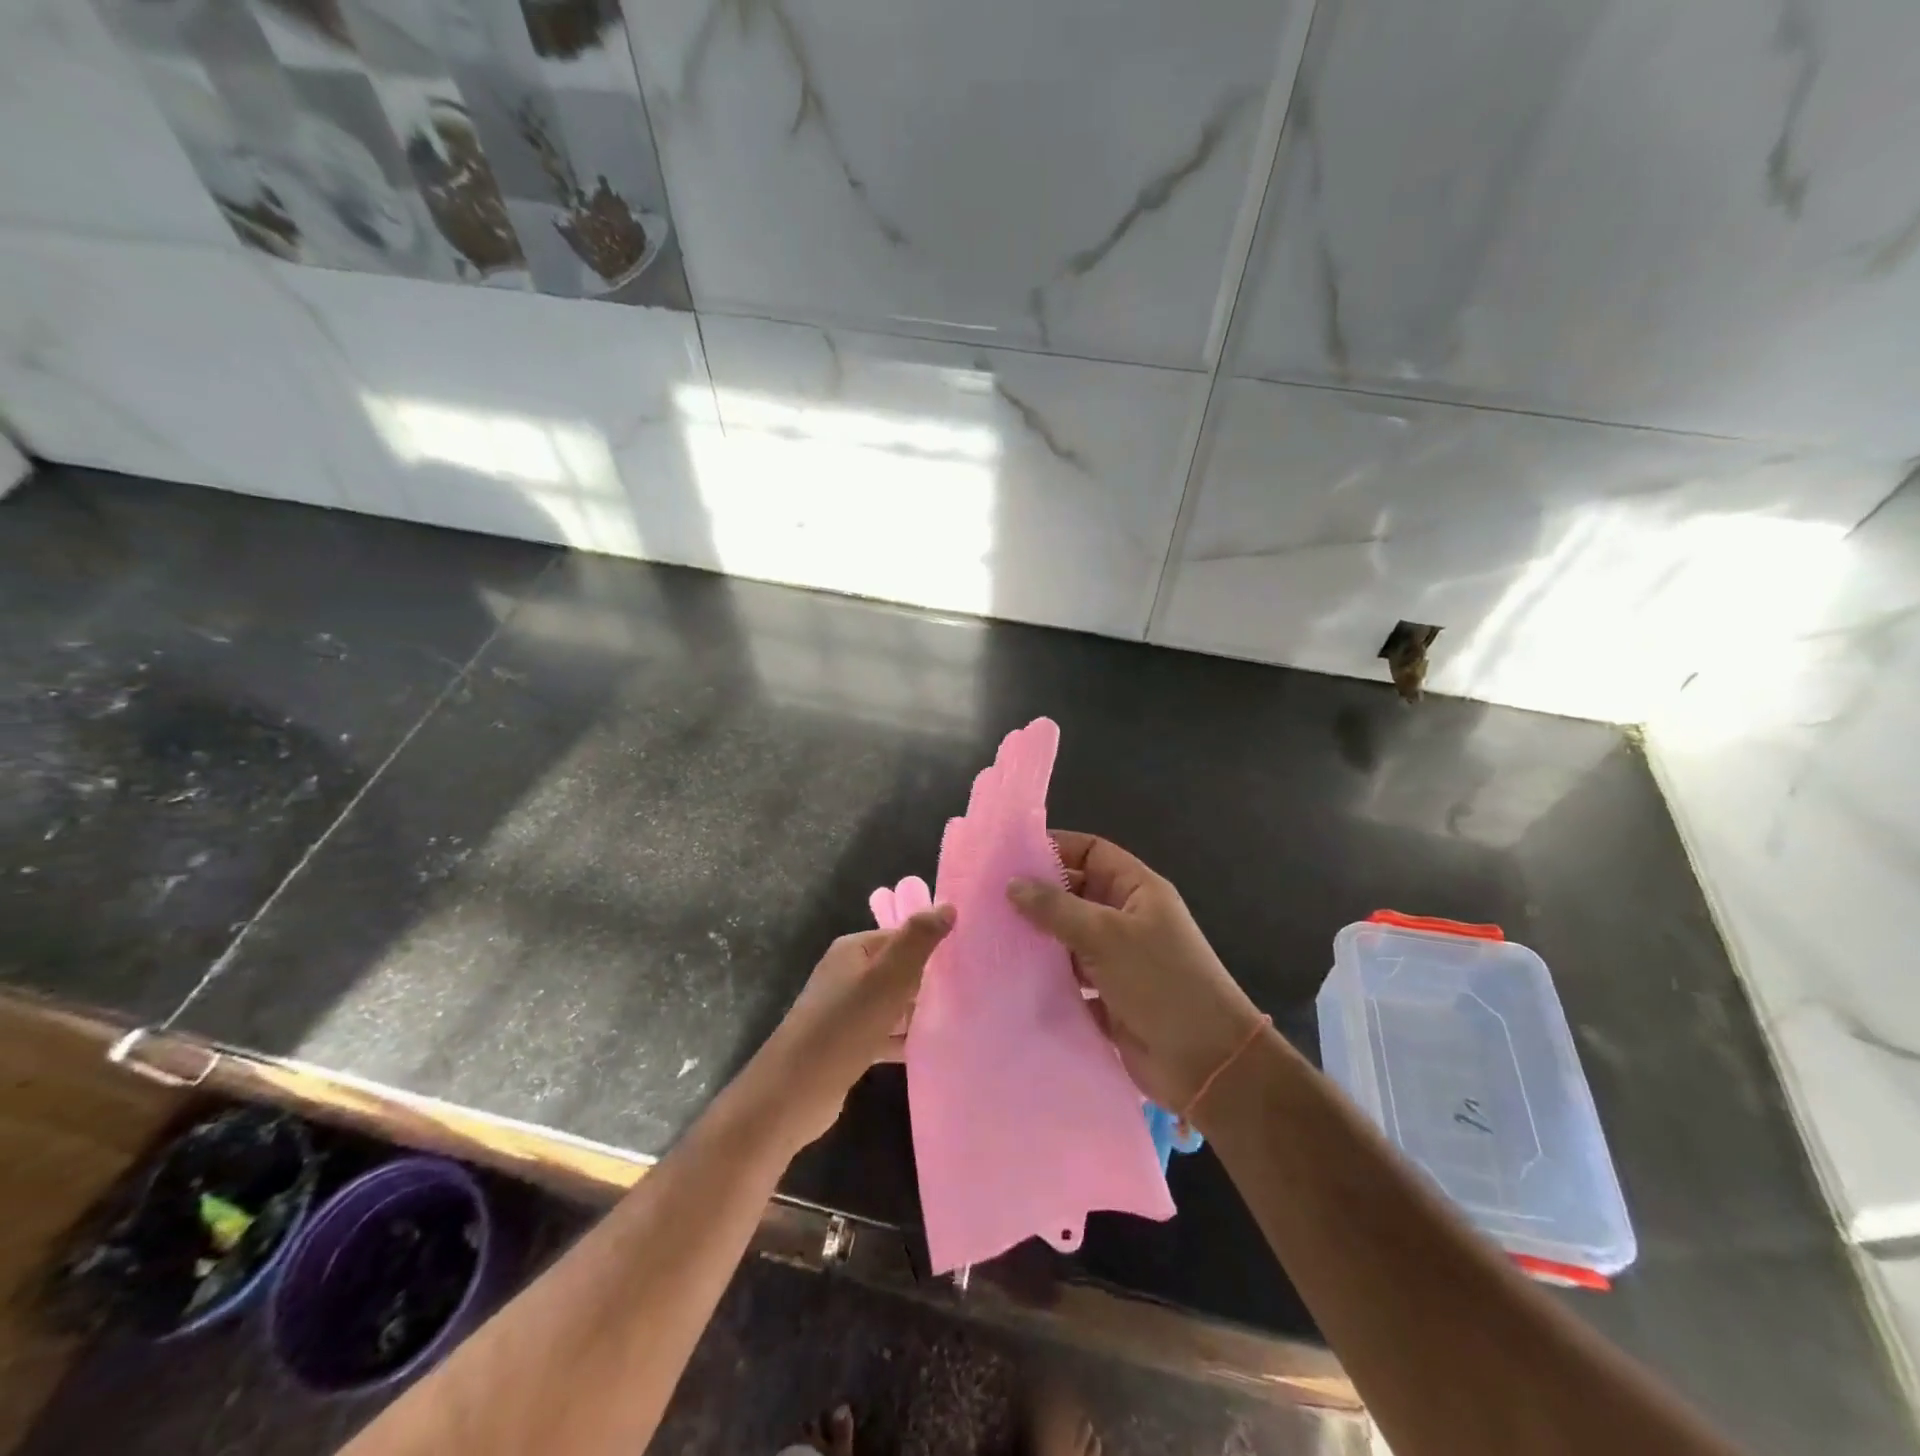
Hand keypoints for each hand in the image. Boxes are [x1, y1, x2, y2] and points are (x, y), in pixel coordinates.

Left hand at [743, 906, 954, 1149]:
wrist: (794, 1092)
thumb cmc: (844, 1026)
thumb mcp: (887, 978)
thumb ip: (918, 941)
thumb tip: (948, 906)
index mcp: (853, 950)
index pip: (901, 936)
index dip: (932, 946)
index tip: (967, 960)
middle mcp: (847, 974)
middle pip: (898, 970)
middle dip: (929, 981)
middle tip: (969, 991)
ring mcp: (846, 1011)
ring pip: (893, 1004)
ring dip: (919, 1012)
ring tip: (960, 1019)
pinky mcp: (849, 1044)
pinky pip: (885, 1034)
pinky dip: (905, 1039)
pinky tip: (932, 1048)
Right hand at [1008, 832, 1261, 1115]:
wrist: (1207, 1064)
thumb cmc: (1162, 982)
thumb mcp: (1107, 936)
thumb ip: (1057, 908)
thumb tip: (1012, 884)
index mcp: (1137, 890)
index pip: (1091, 851)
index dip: (1054, 848)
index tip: (1008, 855)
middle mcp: (1126, 918)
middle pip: (1075, 893)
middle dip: (1037, 895)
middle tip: (985, 897)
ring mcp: (1117, 959)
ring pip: (1068, 937)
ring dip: (1037, 937)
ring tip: (989, 934)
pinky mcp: (1107, 996)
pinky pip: (1069, 976)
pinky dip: (1045, 975)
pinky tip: (1009, 975)